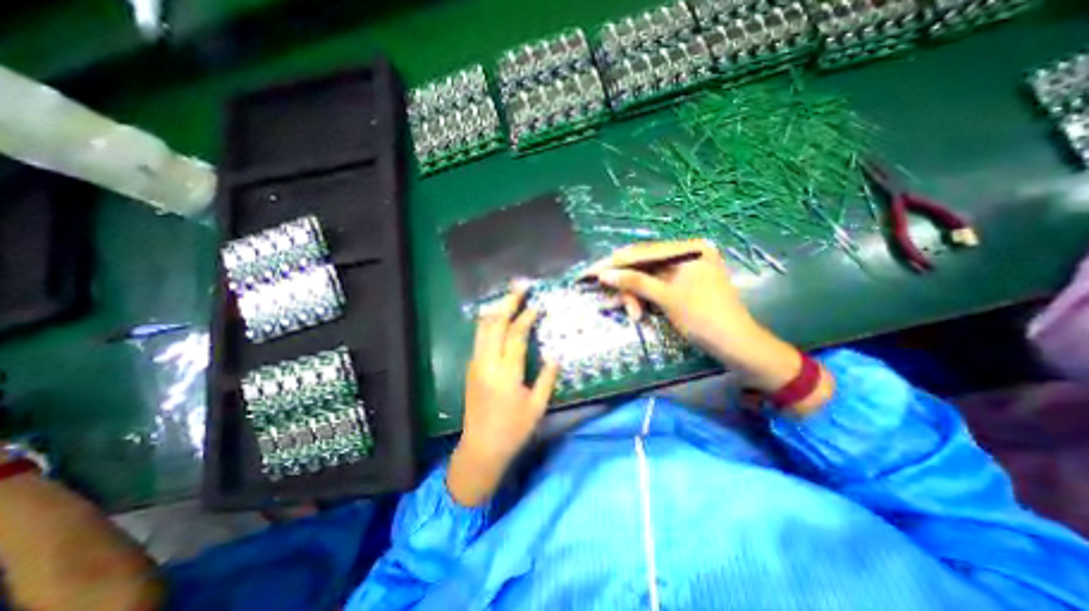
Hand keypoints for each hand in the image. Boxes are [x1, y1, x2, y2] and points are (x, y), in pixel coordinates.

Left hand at [447, 281, 559, 504]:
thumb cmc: (513, 429)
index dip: (526, 317)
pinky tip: (499, 318)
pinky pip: (479, 337)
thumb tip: (554, 357)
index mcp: (506, 373)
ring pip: (483, 328)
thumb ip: (547, 379)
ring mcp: (476, 364)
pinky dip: (489, 322)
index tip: (536, 305)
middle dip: (508, 302)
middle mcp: (487, 363)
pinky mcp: (471, 368)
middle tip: (520, 287)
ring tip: (509, 297)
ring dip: (496, 309)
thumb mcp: (537, 406)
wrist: (480, 448)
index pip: (516, 335)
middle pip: (495, 324)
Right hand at [588, 238, 758, 360]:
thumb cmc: (704, 317)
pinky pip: (655, 287)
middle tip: (604, 295)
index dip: (615, 263)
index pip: (643, 252)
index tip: (591, 271)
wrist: (735, 346)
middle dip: (625, 283)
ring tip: (631, 313)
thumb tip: (604, 274)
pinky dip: (644, 298)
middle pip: (644, 265)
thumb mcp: (666, 298)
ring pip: (647, 278)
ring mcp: (684, 271)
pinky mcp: (681, 285)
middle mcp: (686, 254)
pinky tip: (635, 311)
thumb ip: (635, 282)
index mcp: (688, 249)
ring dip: (634, 295)